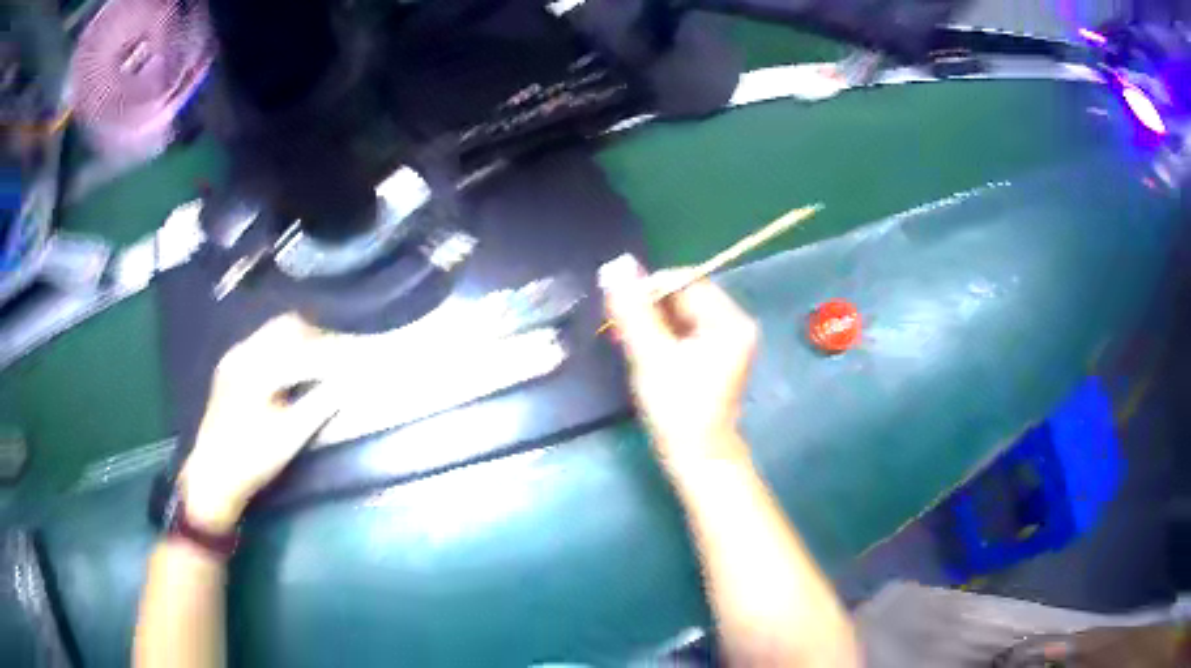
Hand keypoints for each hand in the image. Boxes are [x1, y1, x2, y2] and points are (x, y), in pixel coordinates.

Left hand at [180, 314, 337, 533]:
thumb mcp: (290, 436)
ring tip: (318, 365)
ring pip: (272, 334)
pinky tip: (291, 373)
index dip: (331, 352)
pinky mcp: (229, 369)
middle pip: (286, 327)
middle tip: (336, 359)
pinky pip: (261, 346)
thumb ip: (319, 405)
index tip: (352, 360)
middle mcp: (243, 353)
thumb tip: (347, 384)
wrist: (212, 476)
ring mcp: (233, 359)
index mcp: (257, 368)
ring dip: (298, 343)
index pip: (303, 348)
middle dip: (315, 339)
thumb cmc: (252, 459)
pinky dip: (282, 352)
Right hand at [600, 254, 757, 471]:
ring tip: (625, 341)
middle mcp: (734, 324)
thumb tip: (615, 264)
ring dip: (650, 323)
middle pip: (683, 297)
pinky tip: (641, 351)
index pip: (684, 281)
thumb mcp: (651, 355)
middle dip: (648, 308)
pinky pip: (684, 332)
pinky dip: (661, 337)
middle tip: (617, 328)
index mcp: (729, 320)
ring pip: (680, 315)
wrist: (698, 459)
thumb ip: (633, 309)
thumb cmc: (678, 409)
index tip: (617, 307)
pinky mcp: (716, 357)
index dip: (648, 288)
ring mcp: (727, 342)